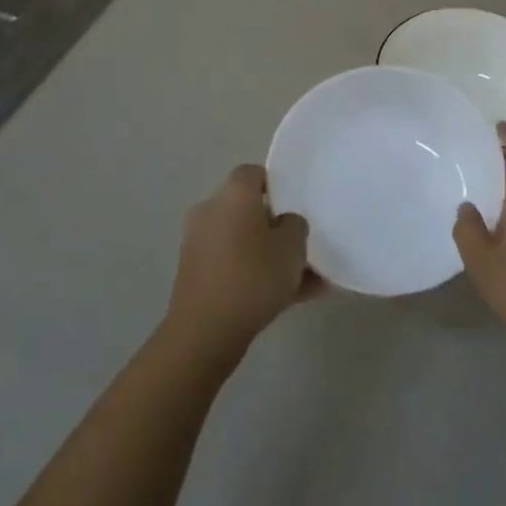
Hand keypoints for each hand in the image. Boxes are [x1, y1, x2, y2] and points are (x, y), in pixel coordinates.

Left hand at [166, 164, 316, 353]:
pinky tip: (291, 299)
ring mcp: (200, 244)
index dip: (277, 185)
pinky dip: (257, 276)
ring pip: (245, 242)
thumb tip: (285, 223)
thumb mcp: (293, 247)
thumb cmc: (253, 276)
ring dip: (271, 256)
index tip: (298, 205)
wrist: (205, 332)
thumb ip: (295, 226)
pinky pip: (234, 265)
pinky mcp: (196, 275)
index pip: (254, 173)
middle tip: (304, 245)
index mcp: (232, 194)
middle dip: (277, 227)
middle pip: (249, 210)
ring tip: (308, 280)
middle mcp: (210, 211)